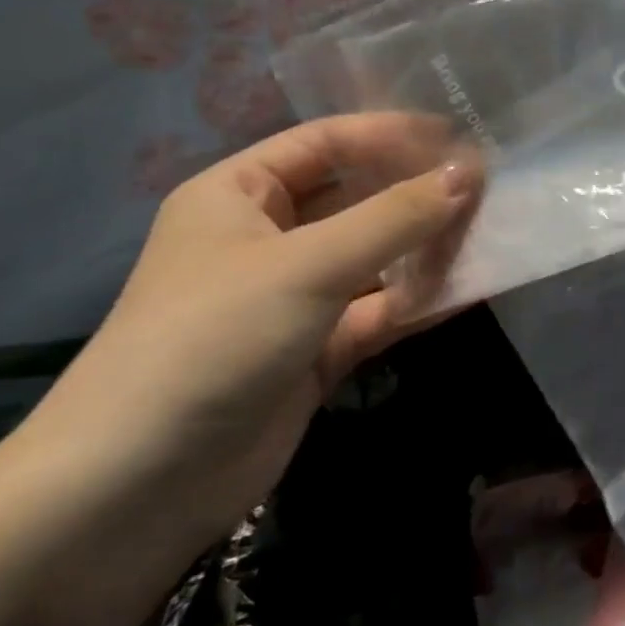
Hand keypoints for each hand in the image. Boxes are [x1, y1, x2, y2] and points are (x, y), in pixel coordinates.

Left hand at [25, 115, 479, 544]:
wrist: (134, 489)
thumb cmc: (213, 339)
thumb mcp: (308, 266)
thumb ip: (395, 217)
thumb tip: (469, 173)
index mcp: (239, 195)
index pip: (326, 144)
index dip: (391, 135)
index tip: (459, 138)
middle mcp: (266, 238)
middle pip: (355, 199)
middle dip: (415, 193)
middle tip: (486, 187)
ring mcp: (293, 298)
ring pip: (373, 258)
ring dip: (424, 247)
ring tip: (489, 232)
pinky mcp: (315, 351)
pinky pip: (378, 310)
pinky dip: (419, 300)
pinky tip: (470, 287)